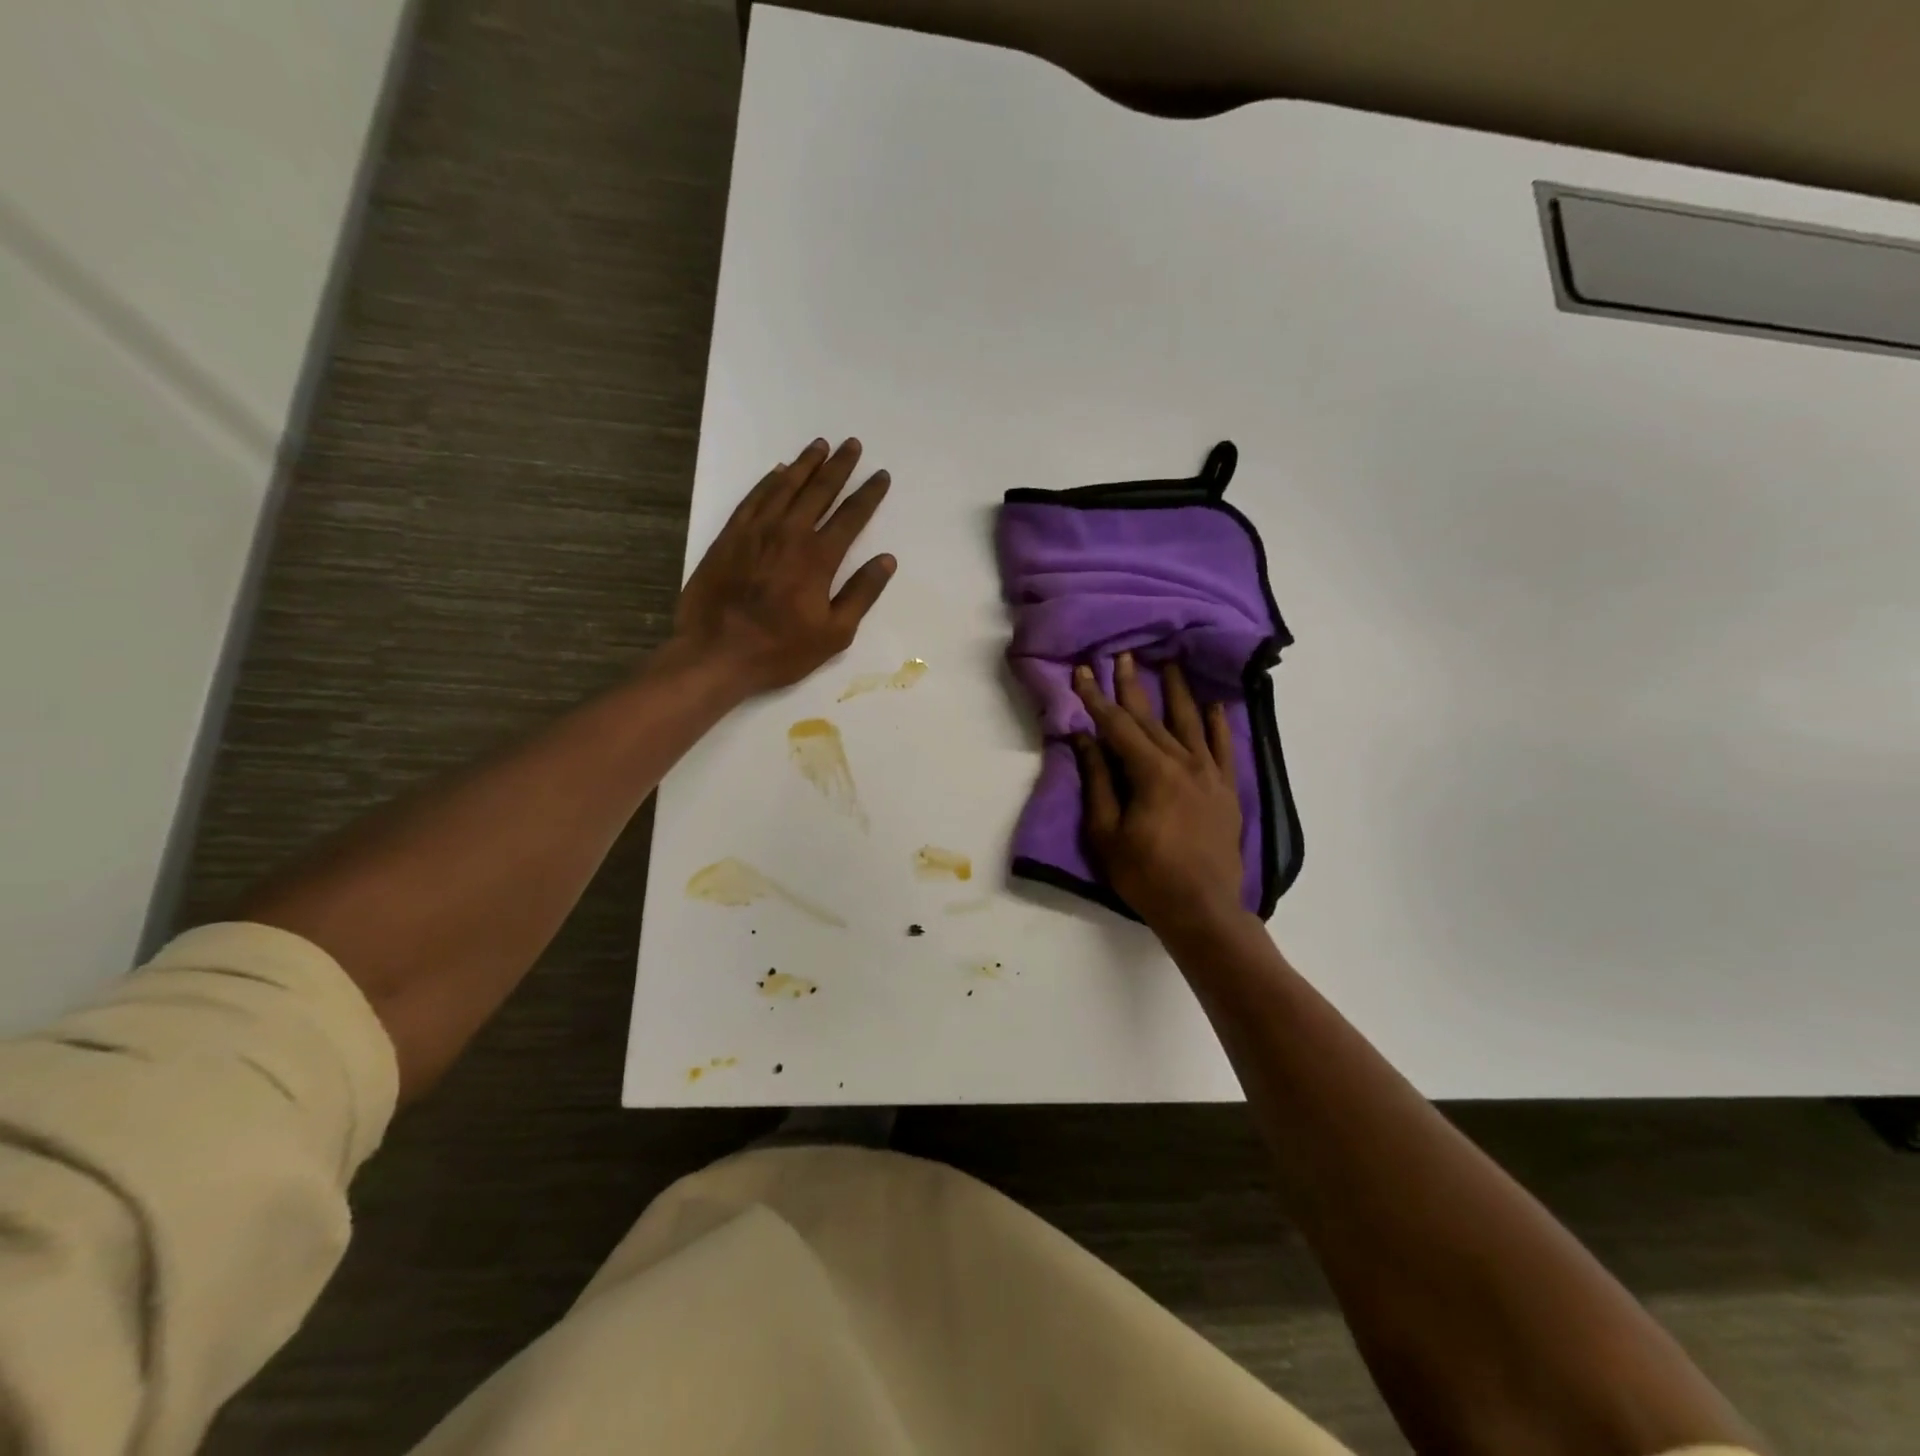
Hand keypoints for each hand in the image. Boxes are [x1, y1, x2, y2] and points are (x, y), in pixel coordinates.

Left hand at [674, 437, 894, 695]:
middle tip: (853, 445)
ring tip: (820, 446)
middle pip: (819, 490)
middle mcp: (788, 533)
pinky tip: (778, 471)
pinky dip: (769, 481)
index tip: (881, 475)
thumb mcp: (834, 633)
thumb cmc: (780, 650)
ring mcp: (755, 531)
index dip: (869, 494)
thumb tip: (886, 560)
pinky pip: (754, 498)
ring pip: (784, 486)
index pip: (851, 516)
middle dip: (839, 466)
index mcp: (818, 558)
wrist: (715, 653)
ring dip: (805, 464)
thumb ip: (862, 594)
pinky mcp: (729, 536)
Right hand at [1073, 655, 1245, 934]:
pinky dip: (1217, 725)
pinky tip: (1214, 705)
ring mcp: (1210, 775)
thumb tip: (1084, 739)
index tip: (1083, 672)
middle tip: (1123, 655)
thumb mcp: (1106, 832)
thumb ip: (1097, 781)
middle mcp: (1184, 763)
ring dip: (1177, 692)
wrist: (1202, 909)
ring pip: (1190, 723)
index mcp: (1151, 772)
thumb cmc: (1145, 875)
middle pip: (1152, 717)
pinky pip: (1223, 748)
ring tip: (1170, 663)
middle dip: (1133, 686)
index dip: (1097, 698)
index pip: (1117, 726)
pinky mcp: (1227, 790)